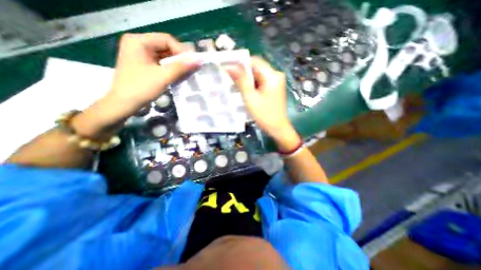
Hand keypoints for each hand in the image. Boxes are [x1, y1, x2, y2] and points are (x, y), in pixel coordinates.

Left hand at [69, 32, 196, 138]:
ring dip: (176, 63)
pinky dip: (170, 68)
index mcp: (138, 41)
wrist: (124, 103)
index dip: (182, 51)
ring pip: (164, 55)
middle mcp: (137, 43)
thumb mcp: (163, 76)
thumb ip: (181, 67)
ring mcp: (139, 54)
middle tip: (191, 68)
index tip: (192, 63)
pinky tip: (177, 74)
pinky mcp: (142, 63)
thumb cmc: (141, 88)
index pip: (166, 40)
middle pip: (165, 46)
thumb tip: (198, 60)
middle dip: (179, 58)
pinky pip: (160, 62)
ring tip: (186, 72)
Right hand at [227, 56, 299, 151]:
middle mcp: (276, 75)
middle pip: (256, 67)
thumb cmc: (264, 115)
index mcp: (272, 76)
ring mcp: (276, 81)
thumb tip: (229, 66)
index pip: (254, 61)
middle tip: (230, 80)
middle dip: (243, 73)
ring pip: (258, 75)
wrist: (278, 128)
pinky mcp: (274, 87)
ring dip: (247, 79)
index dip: (240, 63)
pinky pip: (261, 81)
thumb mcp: (250, 98)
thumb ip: (241, 81)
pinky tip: (246, 91)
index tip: (228, 68)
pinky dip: (252, 84)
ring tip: (236, 87)